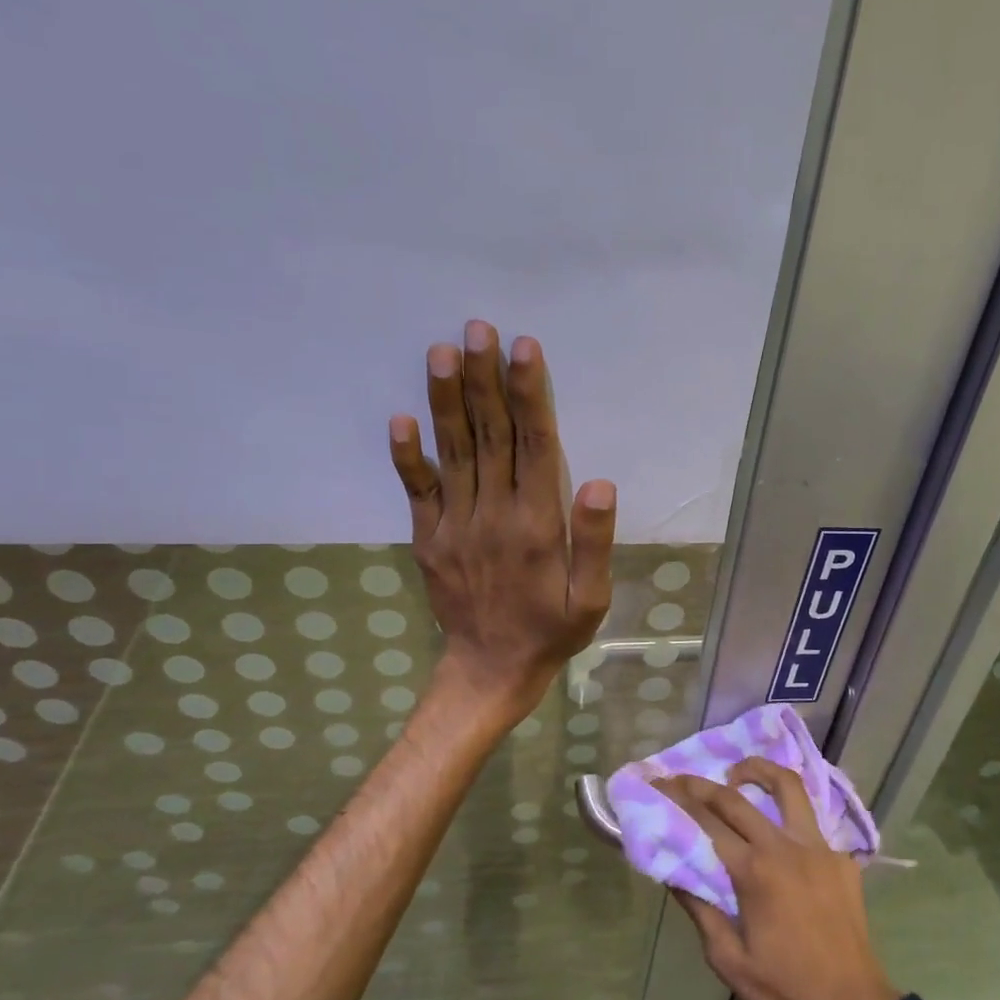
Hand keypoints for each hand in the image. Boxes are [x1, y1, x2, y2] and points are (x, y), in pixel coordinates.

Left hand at [389, 320, 615, 724]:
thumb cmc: (551, 631)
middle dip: (485, 380)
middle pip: (490, 437)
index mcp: (537, 526)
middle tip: (477, 329)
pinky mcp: (429, 539)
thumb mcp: (591, 599)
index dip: (529, 396)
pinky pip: (416, 492)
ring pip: (453, 453)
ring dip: (447, 401)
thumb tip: (599, 482)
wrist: (490, 671)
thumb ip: (595, 542)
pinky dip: (407, 456)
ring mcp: (454, 526)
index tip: (523, 349)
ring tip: (442, 352)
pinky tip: (401, 418)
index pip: (534, 447)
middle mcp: (493, 516)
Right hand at [662, 758, 900, 999]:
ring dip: (758, 772)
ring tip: (737, 774)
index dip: (678, 800)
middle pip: (737, 798)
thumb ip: (700, 909)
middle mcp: (786, 847)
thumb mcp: (727, 960)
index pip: (707, 822)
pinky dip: (789, 814)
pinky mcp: (842, 860)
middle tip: (680, 778)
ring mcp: (819, 848)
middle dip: (702, 784)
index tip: (657, 785)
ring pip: (788, 787)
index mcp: (755, 871)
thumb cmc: (785, 992)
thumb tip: (675, 872)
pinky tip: (778, 830)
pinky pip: (812, 822)